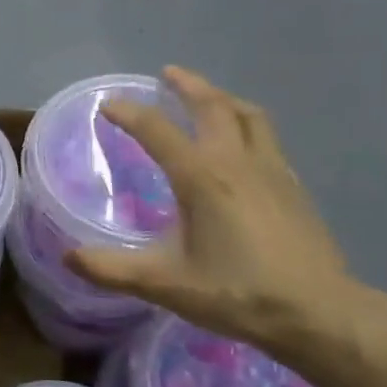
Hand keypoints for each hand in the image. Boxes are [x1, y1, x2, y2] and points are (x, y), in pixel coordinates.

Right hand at [63, 67, 368, 356]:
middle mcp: (236, 161)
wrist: (318, 313)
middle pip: (212, 105)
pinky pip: (266, 138)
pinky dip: (247, 125)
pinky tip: (243, 145)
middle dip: (187, 85)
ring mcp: (271, 170)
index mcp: (202, 177)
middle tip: (167, 74)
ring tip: (207, 97)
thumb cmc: (238, 293)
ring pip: (248, 115)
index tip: (107, 105)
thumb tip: (67, 256)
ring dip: (222, 98)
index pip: (157, 130)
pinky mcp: (292, 186)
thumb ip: (112, 269)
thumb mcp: (166, 284)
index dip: (128, 113)